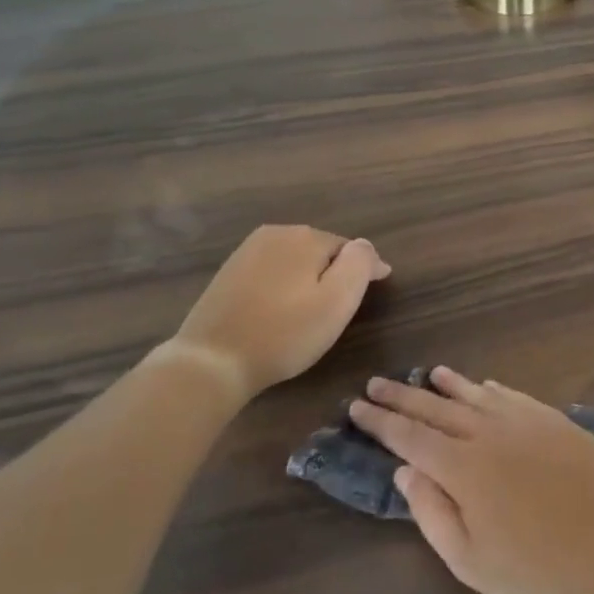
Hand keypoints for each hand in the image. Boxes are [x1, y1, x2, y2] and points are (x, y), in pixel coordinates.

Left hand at [175, 226, 390, 399]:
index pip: (351, 248)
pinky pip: (272, 271)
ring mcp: (248, 251)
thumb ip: (359, 265)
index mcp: (305, 237)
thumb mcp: (337, 301)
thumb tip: (365, 245)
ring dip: (310, 278)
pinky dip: (285, 284)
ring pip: (296, 260)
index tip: (379, 288)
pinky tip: (283, 309)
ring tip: (314, 309)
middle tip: (343, 305)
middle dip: (336, 271)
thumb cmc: (285, 333)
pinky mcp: (229, 271)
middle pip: (322, 250)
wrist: (213, 360)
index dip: (367, 269)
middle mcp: (275, 234)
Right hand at [349, 368, 593, 593]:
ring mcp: (528, 423)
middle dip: (403, 396)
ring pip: (477, 395)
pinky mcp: (557, 423)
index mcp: (463, 468)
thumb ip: (433, 512)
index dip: (381, 421)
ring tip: (427, 373)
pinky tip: (484, 386)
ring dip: (448, 384)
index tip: (357, 406)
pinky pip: (515, 397)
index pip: (410, 436)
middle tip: (376, 383)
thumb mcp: (471, 561)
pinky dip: (492, 390)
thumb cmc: (538, 571)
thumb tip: (406, 471)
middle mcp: (490, 434)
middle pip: (437, 408)